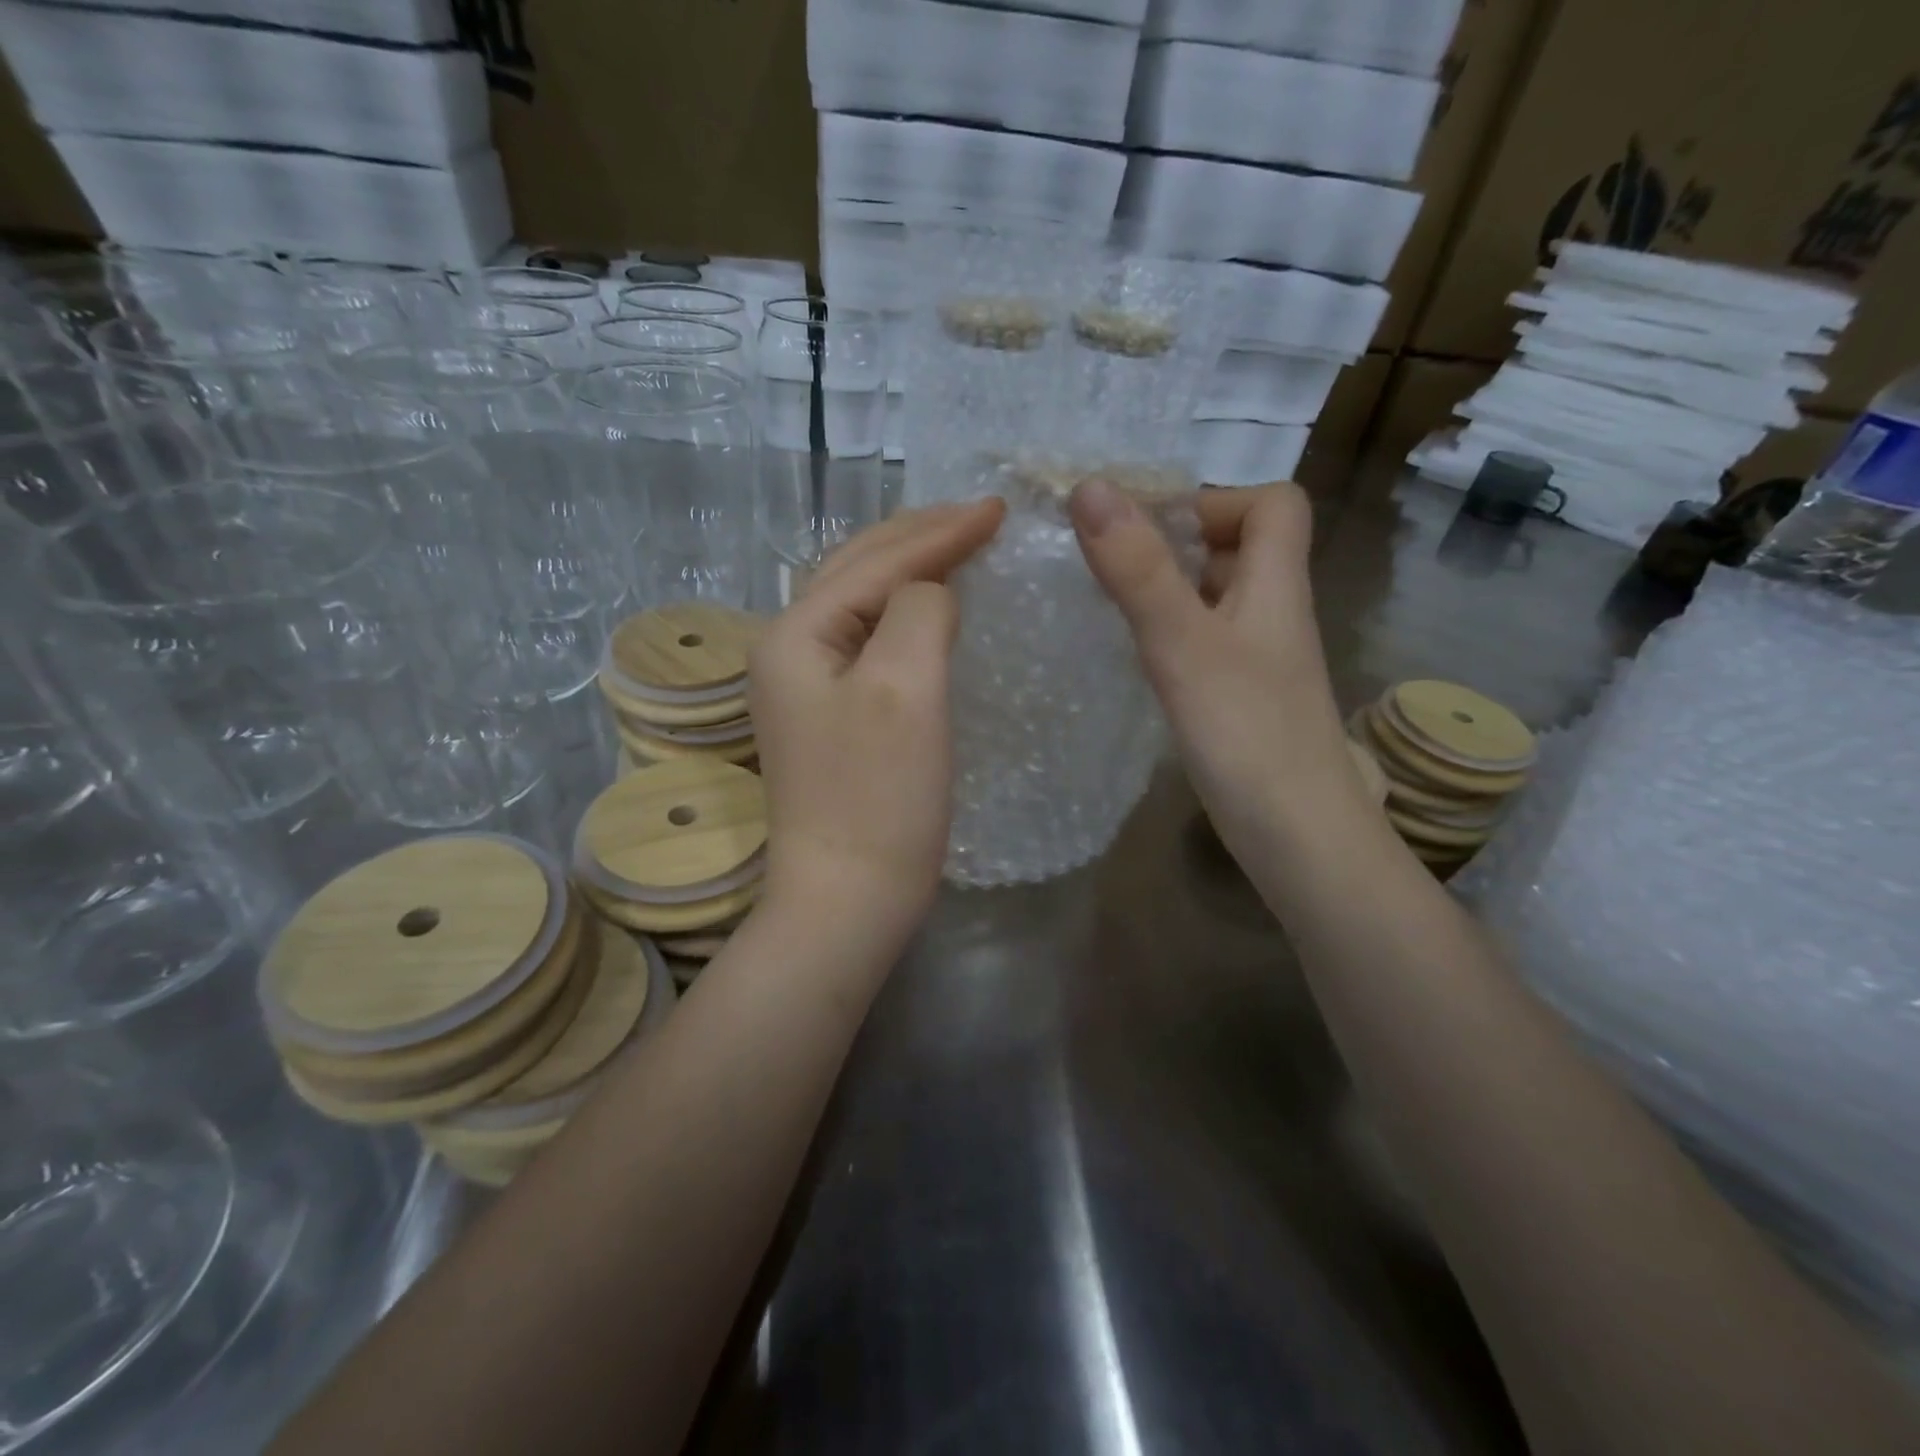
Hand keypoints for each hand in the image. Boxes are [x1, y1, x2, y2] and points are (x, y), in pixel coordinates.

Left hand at [749, 500, 1006, 939]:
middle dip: (919, 536)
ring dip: (909, 569)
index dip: (941, 531)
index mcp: (795, 633)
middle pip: (857, 570)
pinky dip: (905, 615)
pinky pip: (869, 642)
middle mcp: (787, 650)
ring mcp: (804, 686)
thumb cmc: (878, 797)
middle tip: (980, 516)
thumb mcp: (906, 687)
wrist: (847, 900)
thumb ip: (920, 609)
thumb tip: (933, 592)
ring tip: (958, 547)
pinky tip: (932, 612)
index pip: (877, 562)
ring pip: (862, 604)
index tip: (999, 508)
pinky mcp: (829, 717)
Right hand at [1068, 480, 1365, 855]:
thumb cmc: (1247, 734)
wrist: (1298, 838)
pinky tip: (1135, 658)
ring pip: (1218, 599)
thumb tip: (1090, 488)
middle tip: (1112, 563)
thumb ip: (1138, 569)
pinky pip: (1205, 644)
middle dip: (1176, 543)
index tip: (1149, 526)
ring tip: (1110, 603)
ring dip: (1168, 589)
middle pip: (1241, 548)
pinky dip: (1170, 636)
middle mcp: (1274, 614)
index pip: (1272, 504)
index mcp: (1276, 585)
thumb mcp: (1183, 644)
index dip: (1215, 499)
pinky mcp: (1242, 701)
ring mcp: (1260, 661)